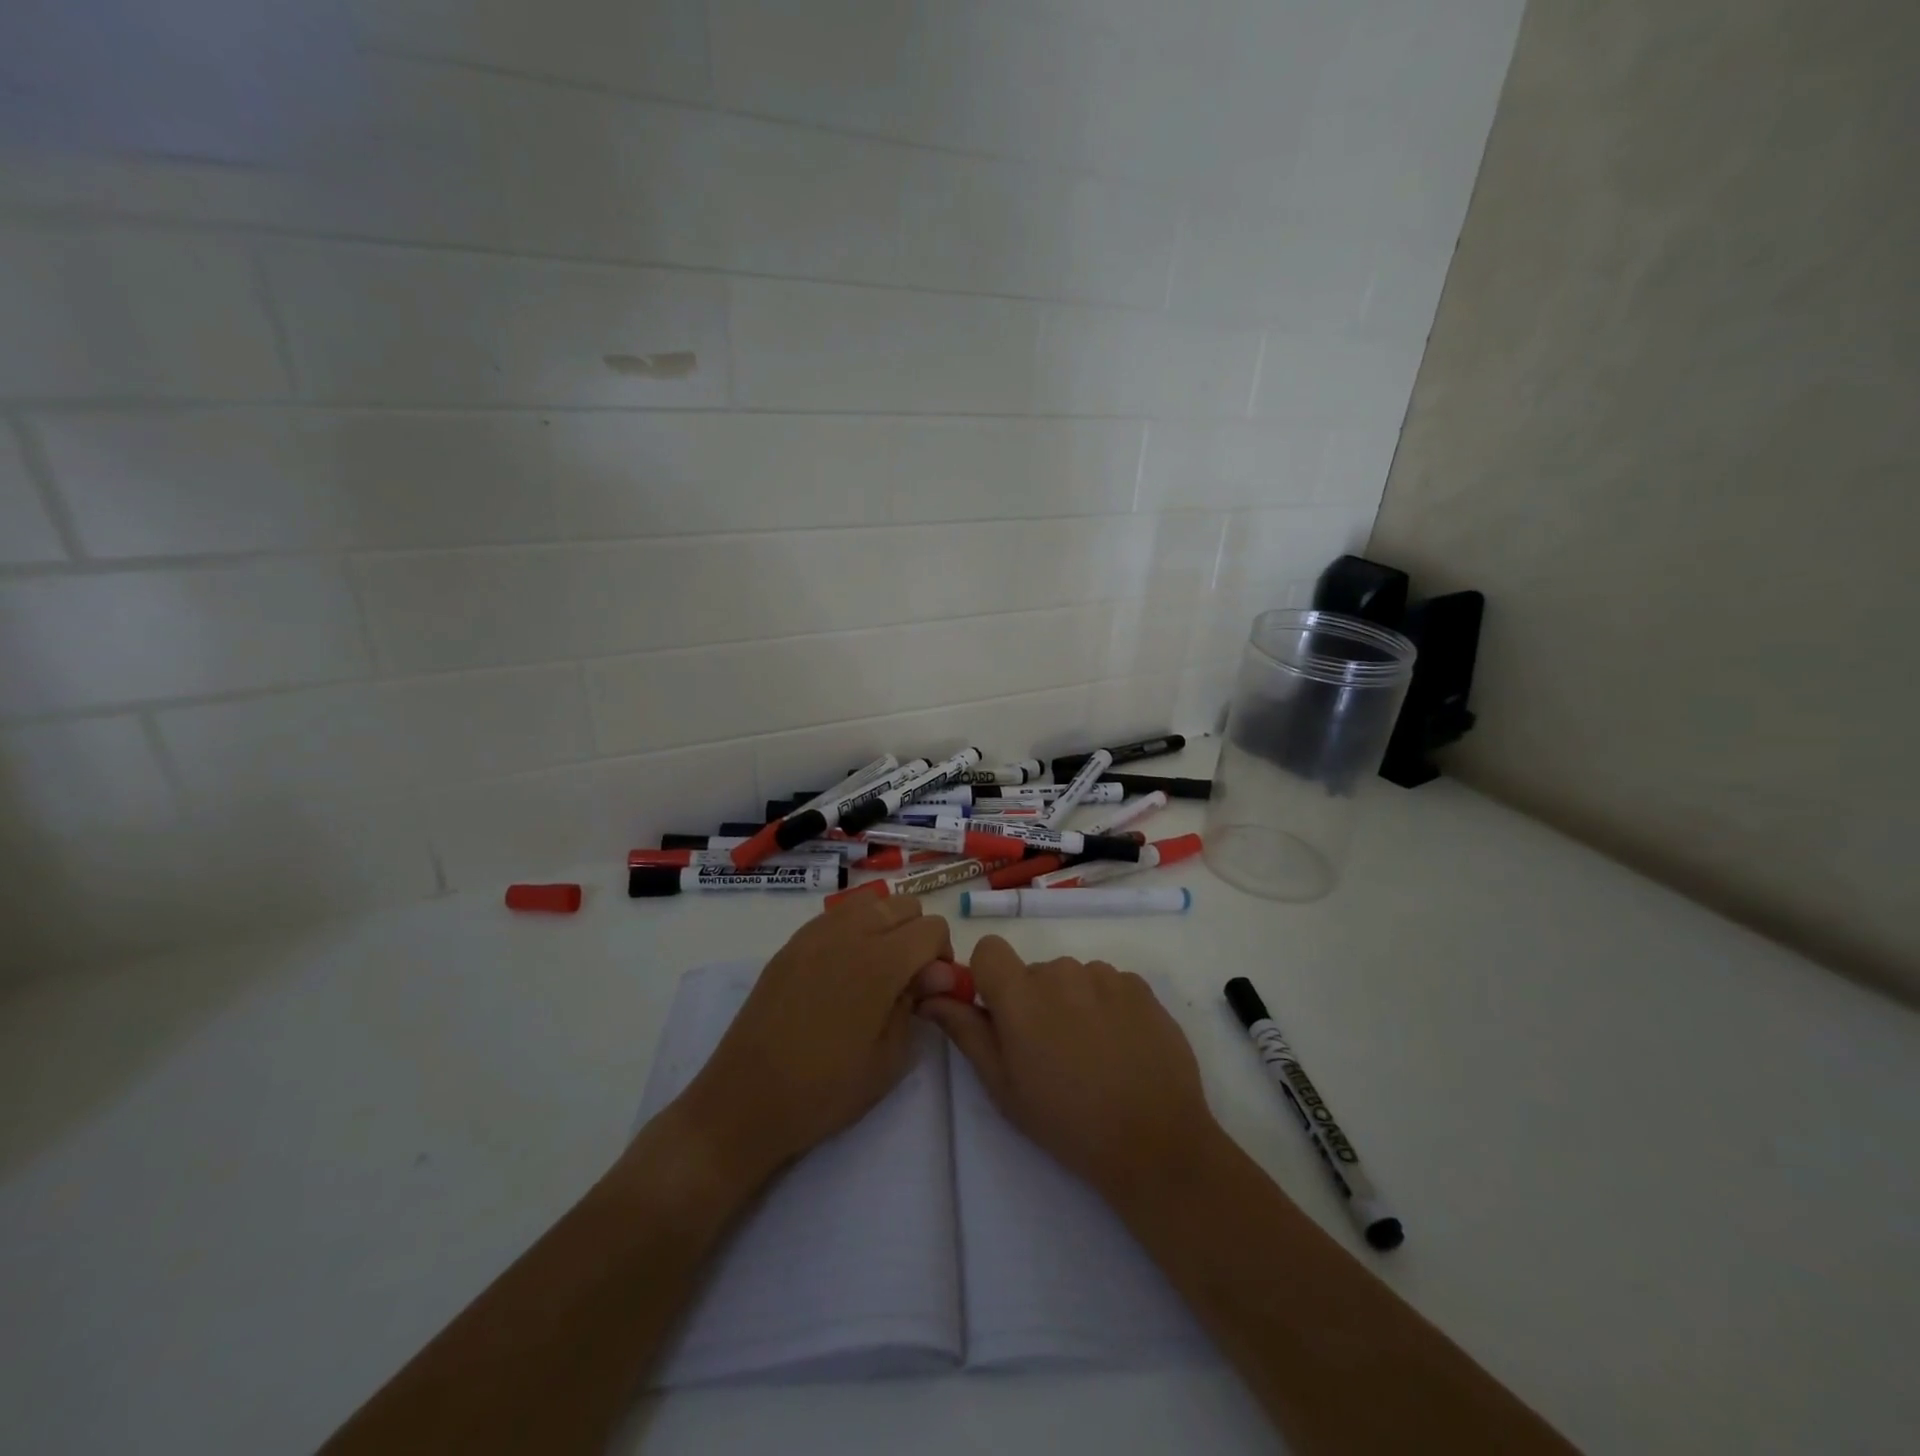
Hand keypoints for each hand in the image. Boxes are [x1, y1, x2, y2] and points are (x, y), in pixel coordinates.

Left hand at [670, 896, 954, 1186]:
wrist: (745, 1102)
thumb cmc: (825, 1091)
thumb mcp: (890, 1059)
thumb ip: (916, 1002)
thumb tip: (935, 972)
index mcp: (880, 962)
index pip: (932, 928)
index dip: (941, 956)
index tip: (929, 989)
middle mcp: (848, 934)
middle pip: (903, 904)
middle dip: (916, 934)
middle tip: (907, 979)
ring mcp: (814, 934)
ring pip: (868, 902)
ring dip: (885, 925)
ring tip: (876, 970)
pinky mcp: (790, 945)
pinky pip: (835, 916)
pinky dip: (852, 929)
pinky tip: (842, 971)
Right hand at [918, 936, 1220, 1207]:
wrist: (1155, 1142)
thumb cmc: (1067, 1121)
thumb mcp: (1003, 1085)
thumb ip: (965, 1031)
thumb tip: (930, 996)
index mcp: (1020, 994)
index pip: (989, 949)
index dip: (989, 977)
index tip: (1000, 1015)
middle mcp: (1061, 970)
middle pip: (1033, 971)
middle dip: (1033, 1001)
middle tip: (1050, 1053)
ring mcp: (1105, 975)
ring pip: (1072, 978)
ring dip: (1072, 1003)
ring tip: (1091, 1054)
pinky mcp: (1140, 985)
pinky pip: (1108, 984)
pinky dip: (1106, 1006)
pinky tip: (1120, 1048)